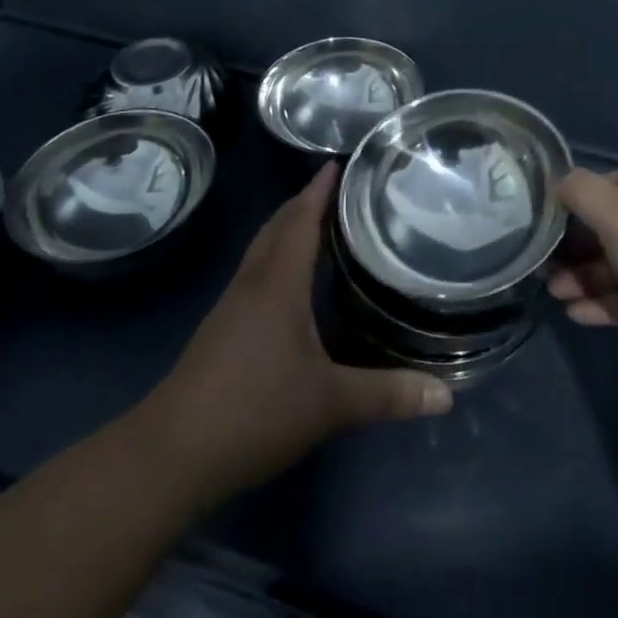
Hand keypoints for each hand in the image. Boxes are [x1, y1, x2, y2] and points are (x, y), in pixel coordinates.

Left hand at [150, 165, 451, 503]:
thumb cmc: (253, 411)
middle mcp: (252, 283)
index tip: (337, 162)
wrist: (170, 455)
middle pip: (277, 227)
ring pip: (262, 250)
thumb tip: (446, 396)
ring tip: (320, 224)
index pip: (300, 220)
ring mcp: (231, 307)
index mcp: (278, 283)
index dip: (319, 190)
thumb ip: (387, 395)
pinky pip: (254, 274)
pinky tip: (291, 283)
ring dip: (287, 229)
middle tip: (337, 189)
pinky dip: (276, 259)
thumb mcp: (329, 403)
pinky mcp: (220, 331)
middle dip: (303, 202)